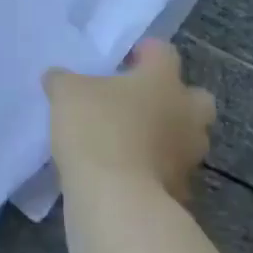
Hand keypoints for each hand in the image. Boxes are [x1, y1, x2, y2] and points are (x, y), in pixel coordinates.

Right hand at [44, 40, 214, 200]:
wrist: (117, 199)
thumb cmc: (96, 129)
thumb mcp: (66, 93)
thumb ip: (64, 80)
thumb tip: (58, 77)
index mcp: (163, 80)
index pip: (164, 52)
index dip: (144, 53)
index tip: (122, 61)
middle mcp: (186, 113)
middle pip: (195, 98)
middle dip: (174, 98)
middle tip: (140, 102)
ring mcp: (189, 155)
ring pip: (186, 137)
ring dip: (165, 136)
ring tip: (130, 140)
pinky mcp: (182, 191)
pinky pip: (171, 172)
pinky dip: (155, 171)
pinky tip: (126, 173)